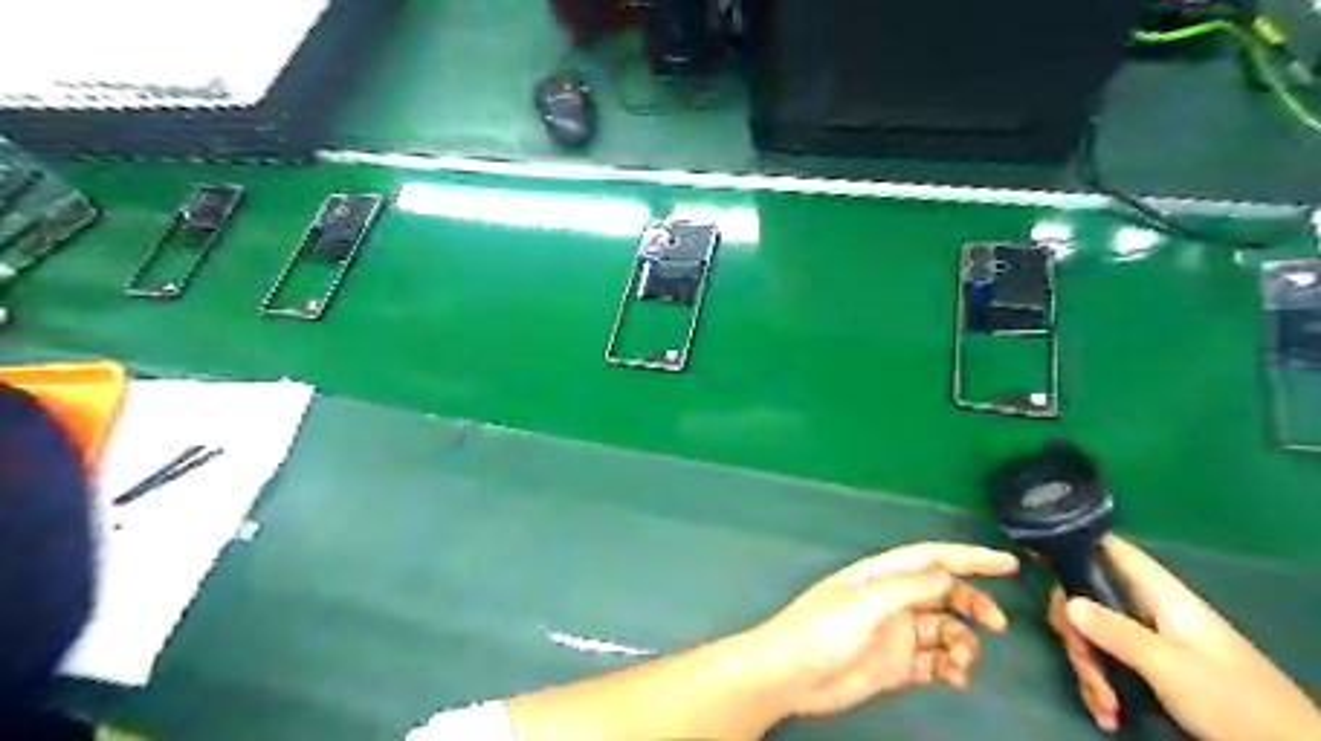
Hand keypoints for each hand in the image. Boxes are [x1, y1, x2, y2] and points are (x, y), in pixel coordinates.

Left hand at [743, 543, 1020, 717]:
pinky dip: (951, 668)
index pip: (931, 558)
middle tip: (997, 625)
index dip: (969, 557)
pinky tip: (956, 678)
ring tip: (962, 662)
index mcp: (881, 576)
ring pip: (943, 630)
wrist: (790, 675)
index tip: (1008, 564)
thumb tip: (947, 577)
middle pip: (943, 594)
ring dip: (962, 643)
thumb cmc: (821, 630)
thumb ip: (906, 589)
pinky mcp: (895, 665)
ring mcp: (895, 633)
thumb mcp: (863, 603)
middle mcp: (892, 600)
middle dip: (972, 604)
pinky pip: (934, 662)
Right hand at [1047, 537, 1314, 736]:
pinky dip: (1102, 684)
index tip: (1032, 553)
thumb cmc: (1235, 703)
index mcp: (1160, 594)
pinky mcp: (1151, 665)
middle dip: (1077, 634)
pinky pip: (1109, 660)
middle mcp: (1150, 608)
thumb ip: (1115, 631)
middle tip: (1084, 667)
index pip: (1109, 548)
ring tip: (1104, 706)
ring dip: (1089, 668)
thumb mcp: (1170, 668)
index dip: (1071, 543)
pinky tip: (1107, 712)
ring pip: (1093, 633)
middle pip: (1088, 597)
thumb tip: (1065, 600)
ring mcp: (1150, 637)